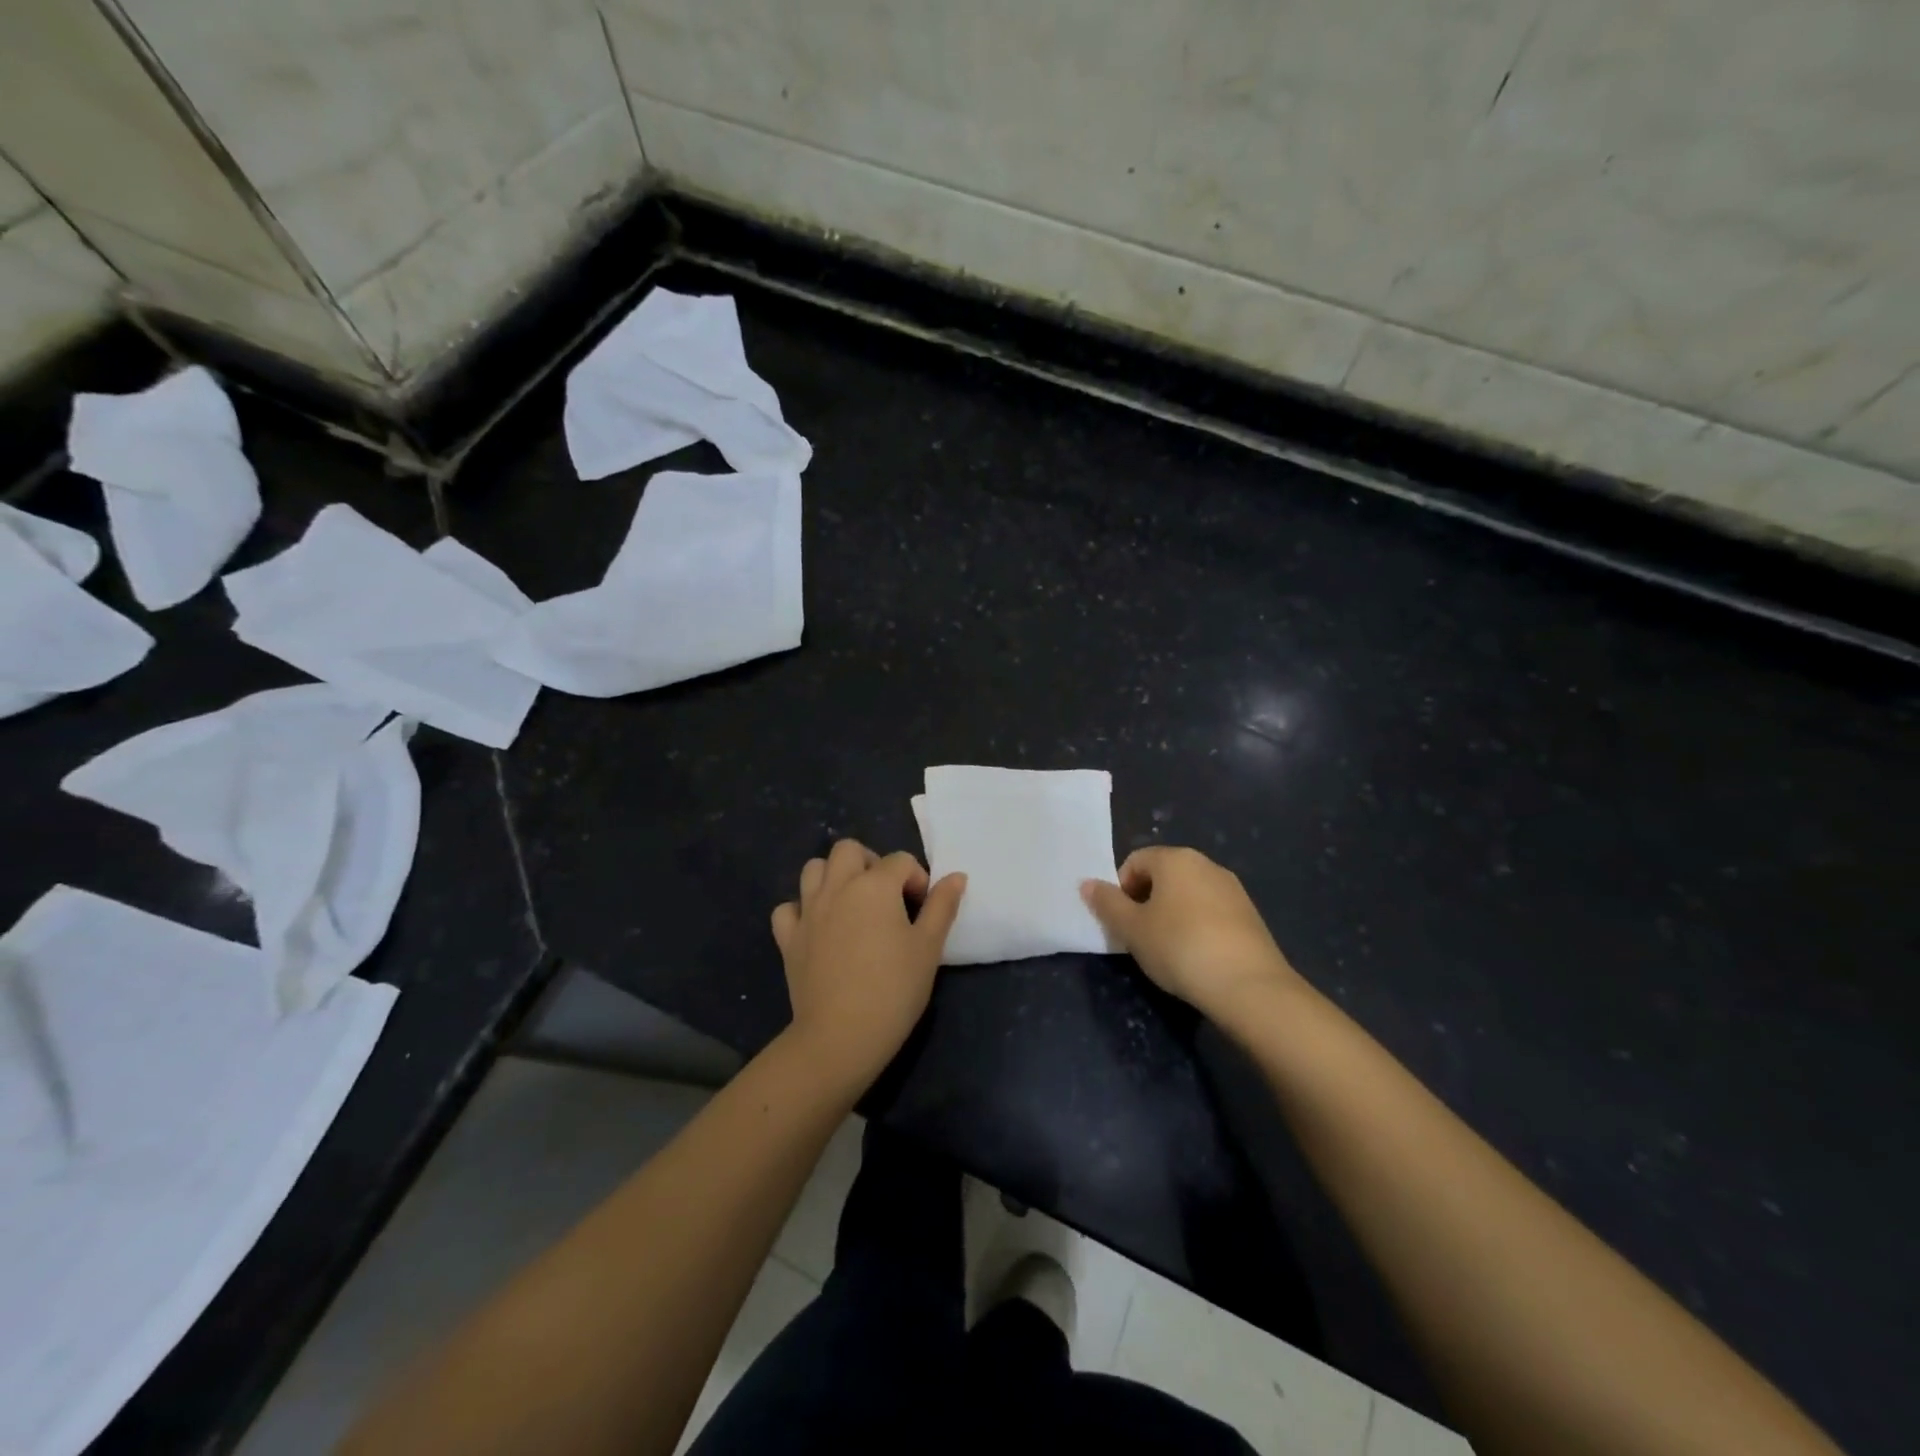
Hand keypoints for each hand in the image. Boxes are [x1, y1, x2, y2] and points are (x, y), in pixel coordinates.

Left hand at [772, 839, 966, 1087]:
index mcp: (875, 885)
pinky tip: (818, 928)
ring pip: (813, 869)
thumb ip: (942, 906)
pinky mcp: (788, 938)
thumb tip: (956, 876)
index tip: (922, 911)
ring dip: (833, 877)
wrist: (842, 1035)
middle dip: (870, 863)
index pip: (900, 861)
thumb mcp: (929, 947)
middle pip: (849, 850)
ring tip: (852, 905)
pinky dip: (802, 910)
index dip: (916, 880)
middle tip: (885, 896)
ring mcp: (808, 911)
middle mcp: (838, 887)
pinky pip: (788, 908)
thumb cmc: (894, 989)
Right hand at [1082, 846, 1304, 1022]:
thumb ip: (1107, 903)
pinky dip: (1197, 926)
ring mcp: (1232, 889)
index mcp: (1175, 859)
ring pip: (1188, 894)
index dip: (1121, 889)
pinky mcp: (1250, 915)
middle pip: (1163, 875)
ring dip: (1171, 914)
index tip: (1122, 922)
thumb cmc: (1180, 947)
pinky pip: (1211, 912)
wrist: (1249, 986)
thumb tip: (1086, 883)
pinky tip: (1196, 956)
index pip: (1135, 861)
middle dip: (1146, 901)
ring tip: (1168, 950)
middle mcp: (1206, 864)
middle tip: (1140, 936)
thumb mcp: (1132, 929)